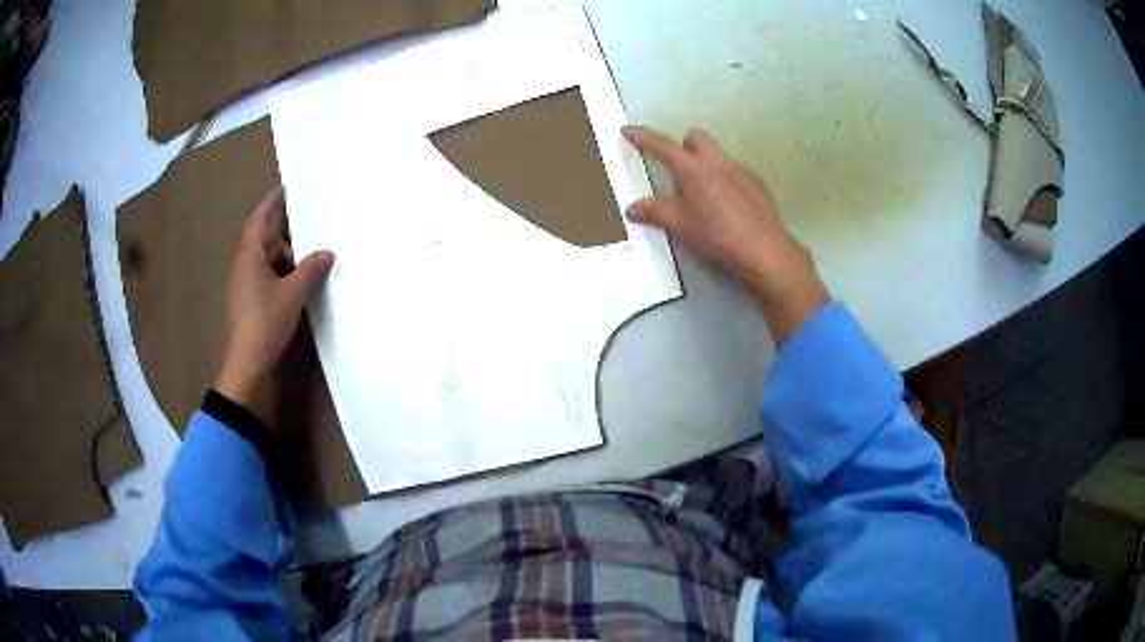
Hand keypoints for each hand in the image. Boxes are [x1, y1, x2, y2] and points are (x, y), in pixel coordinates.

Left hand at [215, 186, 333, 428]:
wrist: (248, 362)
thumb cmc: (266, 320)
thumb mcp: (293, 292)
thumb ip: (311, 268)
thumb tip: (327, 252)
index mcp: (249, 254)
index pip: (261, 217)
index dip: (273, 200)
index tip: (288, 186)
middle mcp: (244, 264)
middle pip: (266, 239)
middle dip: (287, 236)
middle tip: (312, 232)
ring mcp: (244, 283)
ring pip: (267, 260)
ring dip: (287, 259)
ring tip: (311, 264)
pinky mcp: (249, 300)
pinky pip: (267, 276)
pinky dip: (282, 275)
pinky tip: (299, 285)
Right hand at [623, 125, 828, 344]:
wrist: (763, 250)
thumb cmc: (717, 236)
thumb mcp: (680, 226)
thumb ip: (654, 212)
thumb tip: (631, 208)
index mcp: (694, 170)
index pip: (663, 146)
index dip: (643, 136)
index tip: (628, 130)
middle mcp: (718, 162)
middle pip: (696, 137)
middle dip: (683, 146)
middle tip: (679, 174)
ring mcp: (741, 170)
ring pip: (717, 154)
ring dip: (705, 164)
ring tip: (705, 197)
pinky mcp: (757, 183)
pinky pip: (735, 171)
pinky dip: (725, 180)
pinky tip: (729, 207)